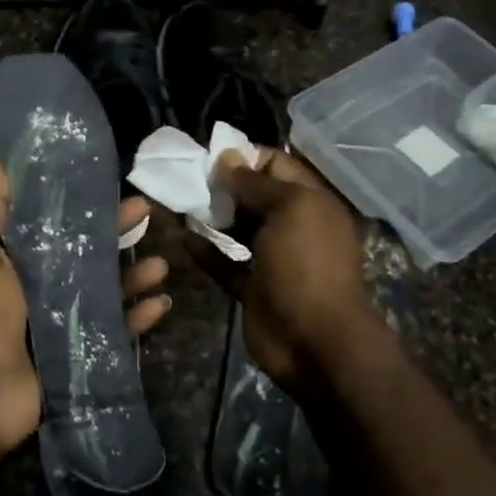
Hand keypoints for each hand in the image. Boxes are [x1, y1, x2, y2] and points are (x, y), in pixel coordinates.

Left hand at [0, 146, 171, 457]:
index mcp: (10, 254)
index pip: (50, 217)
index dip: (77, 198)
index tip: (106, 177)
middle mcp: (37, 282)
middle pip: (86, 249)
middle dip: (116, 231)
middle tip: (147, 211)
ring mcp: (60, 318)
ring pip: (106, 287)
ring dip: (135, 273)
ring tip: (162, 263)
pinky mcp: (77, 349)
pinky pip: (115, 329)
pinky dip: (137, 316)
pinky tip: (161, 302)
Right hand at [205, 148, 376, 403]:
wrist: (315, 340)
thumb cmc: (306, 264)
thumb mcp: (289, 210)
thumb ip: (257, 184)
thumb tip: (228, 158)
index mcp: (311, 203)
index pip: (277, 166)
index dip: (246, 157)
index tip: (209, 155)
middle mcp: (293, 227)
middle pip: (255, 196)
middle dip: (224, 185)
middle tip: (188, 180)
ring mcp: (273, 259)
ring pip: (239, 229)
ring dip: (212, 217)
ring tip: (180, 203)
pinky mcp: (253, 288)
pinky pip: (226, 263)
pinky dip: (207, 252)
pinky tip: (183, 239)